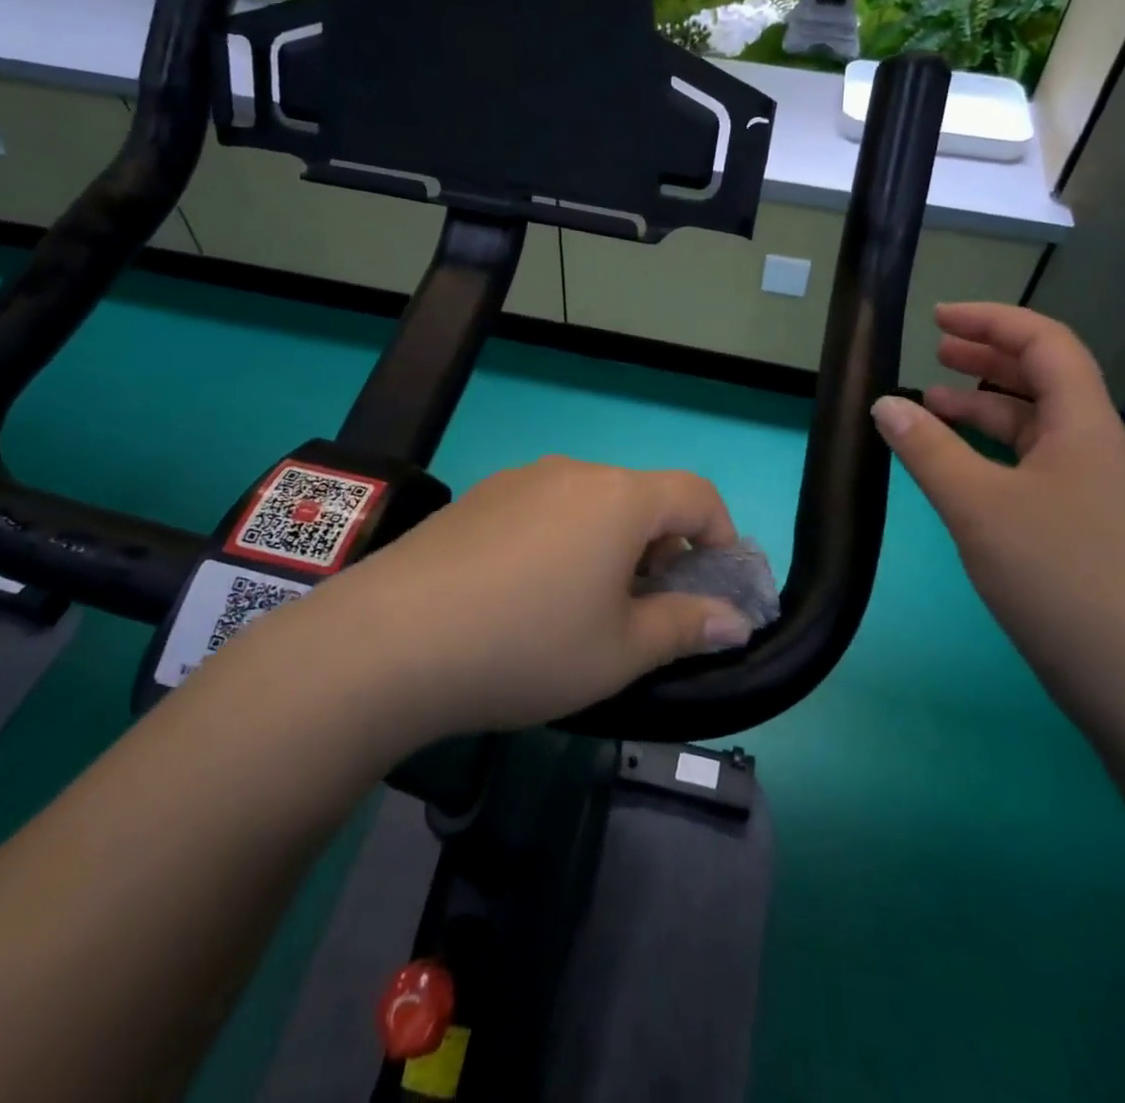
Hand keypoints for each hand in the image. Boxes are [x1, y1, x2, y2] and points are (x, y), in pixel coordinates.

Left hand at [309, 457, 754, 740]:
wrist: (390, 641)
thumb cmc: (528, 645)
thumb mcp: (620, 651)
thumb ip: (686, 627)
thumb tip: (734, 620)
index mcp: (620, 498)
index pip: (696, 494)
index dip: (720, 535)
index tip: (714, 584)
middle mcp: (574, 472)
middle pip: (641, 497)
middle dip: (662, 548)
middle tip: (647, 609)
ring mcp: (519, 480)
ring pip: (590, 503)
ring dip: (610, 544)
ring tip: (585, 606)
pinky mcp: (478, 497)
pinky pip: (544, 509)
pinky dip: (563, 540)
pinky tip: (526, 594)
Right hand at [871, 303, 1124, 714]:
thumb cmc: (1055, 576)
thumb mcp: (977, 506)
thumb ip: (928, 450)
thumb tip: (884, 404)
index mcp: (1084, 425)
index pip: (1045, 344)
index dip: (992, 321)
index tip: (938, 318)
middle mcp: (1095, 445)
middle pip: (1044, 378)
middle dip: (988, 357)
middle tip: (935, 350)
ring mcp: (1091, 486)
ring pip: (1036, 423)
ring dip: (986, 405)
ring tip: (932, 404)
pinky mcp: (1080, 521)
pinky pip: (1033, 462)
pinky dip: (993, 448)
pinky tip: (959, 464)